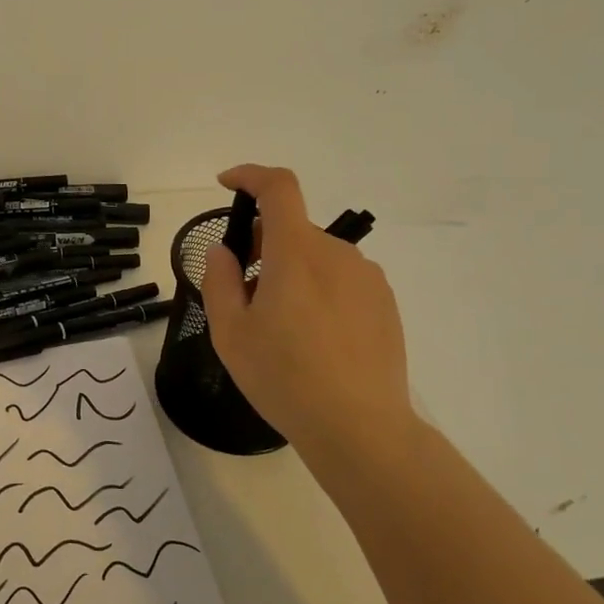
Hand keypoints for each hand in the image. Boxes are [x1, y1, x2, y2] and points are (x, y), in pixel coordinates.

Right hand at [199, 164, 413, 445]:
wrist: (359, 427)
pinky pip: (341, 280)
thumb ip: (219, 280)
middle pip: (292, 229)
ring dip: (291, 271)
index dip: (250, 175)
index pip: (278, 188)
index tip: (227, 185)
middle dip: (262, 245)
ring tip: (281, 325)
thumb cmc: (284, 377)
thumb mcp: (230, 332)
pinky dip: (318, 290)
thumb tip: (224, 251)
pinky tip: (314, 339)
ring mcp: (366, 278)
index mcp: (296, 252)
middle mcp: (336, 254)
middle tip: (244, 293)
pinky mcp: (384, 304)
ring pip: (316, 257)